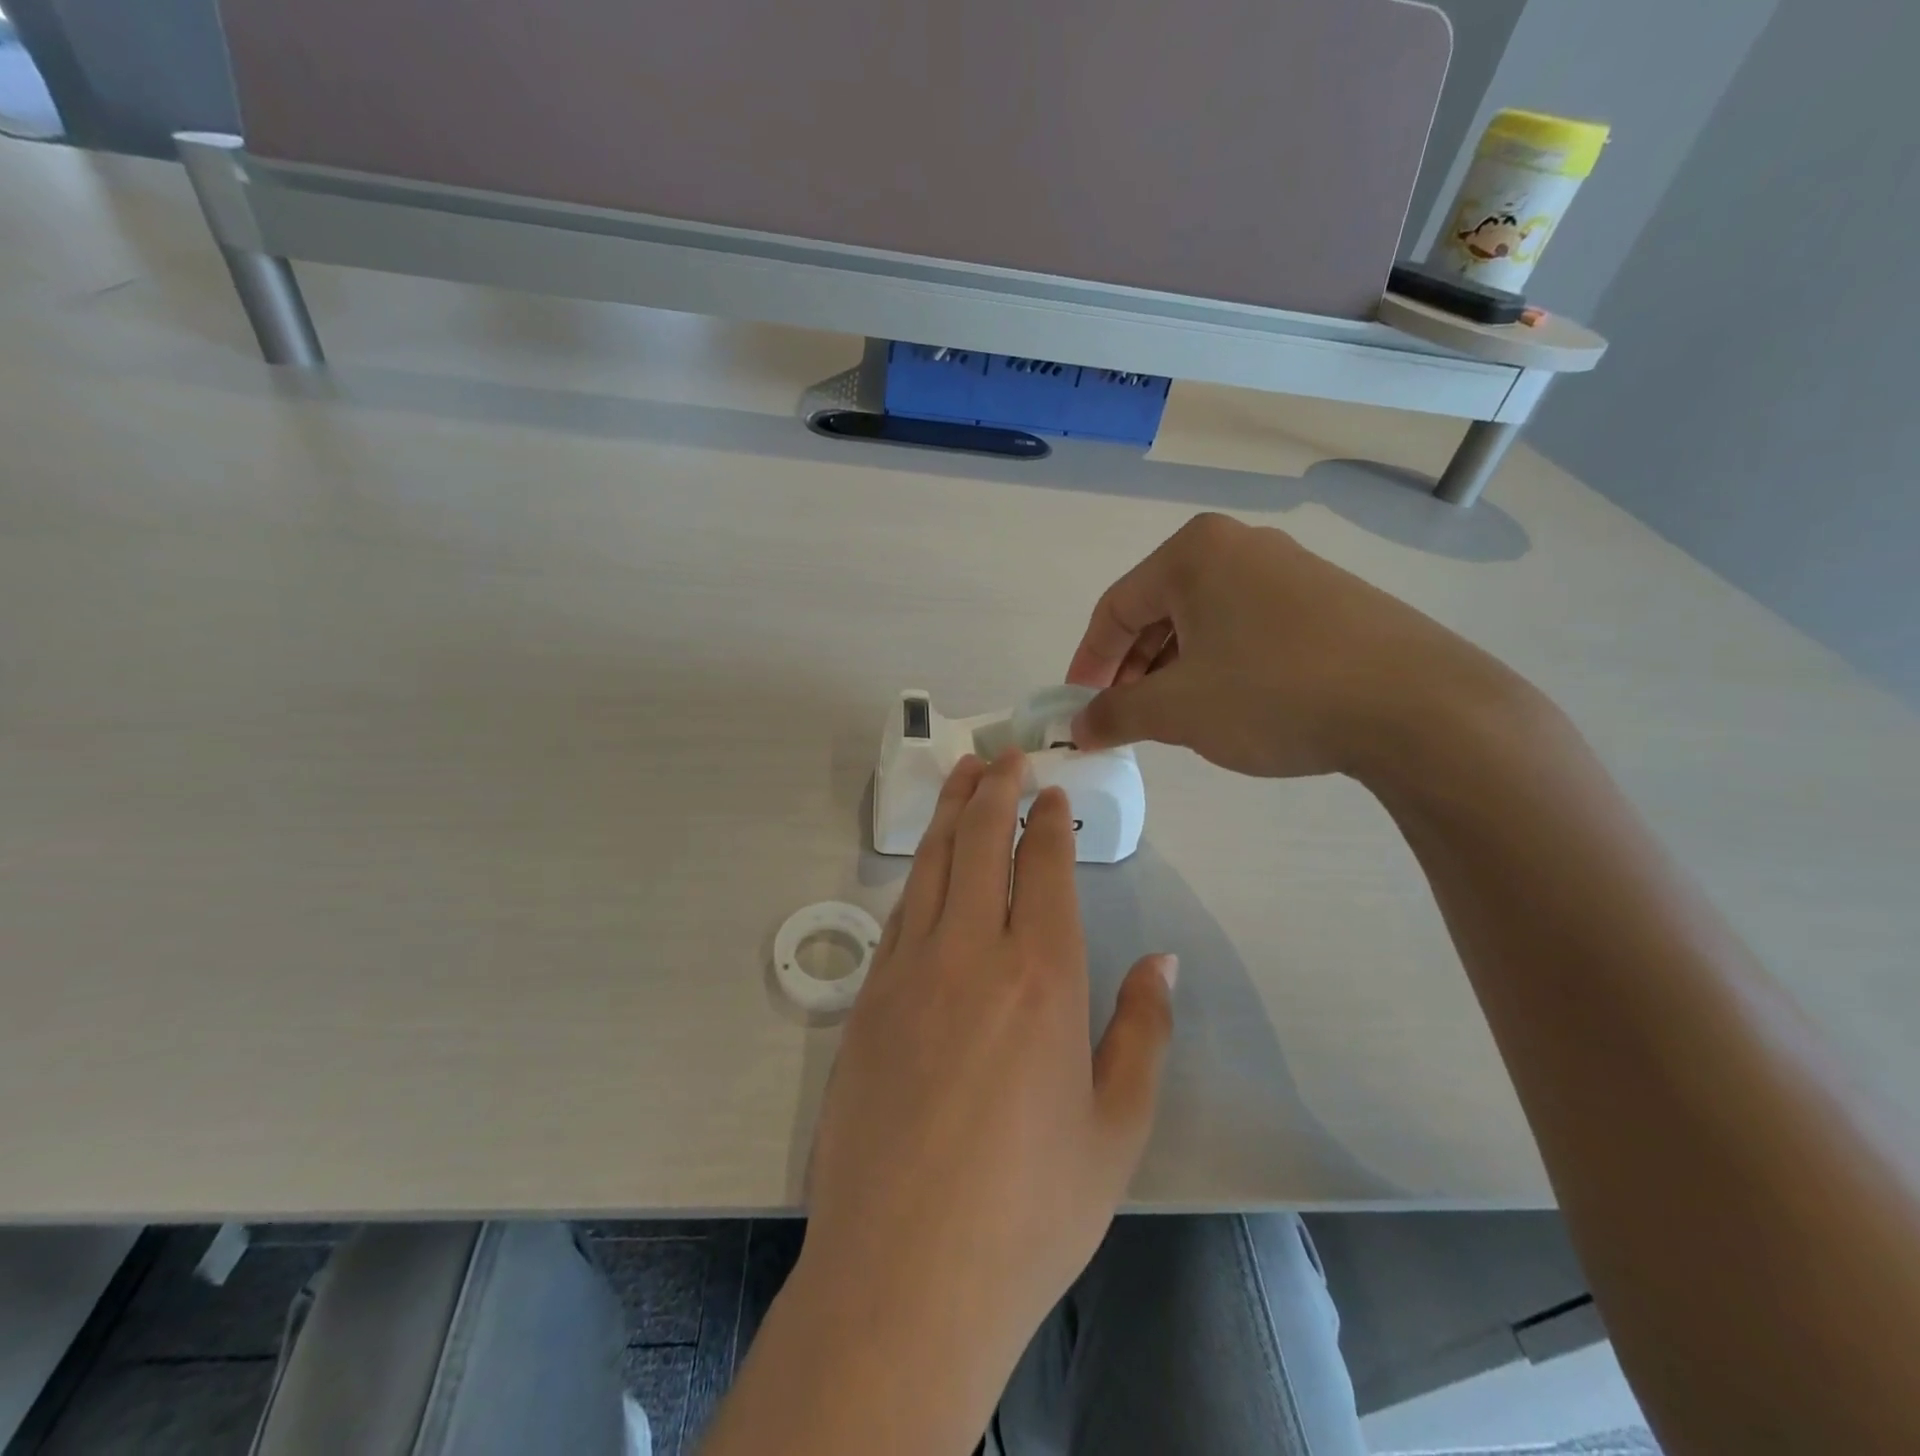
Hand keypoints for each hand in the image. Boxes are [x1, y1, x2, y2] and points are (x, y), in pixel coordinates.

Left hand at [794, 752, 1175, 1434]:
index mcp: (1042, 978)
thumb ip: (1143, 1031)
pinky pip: (900, 915)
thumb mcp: (1116, 1129)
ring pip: (933, 868)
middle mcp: (970, 955)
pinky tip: (929, 867)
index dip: (1048, 820)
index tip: (1051, 790)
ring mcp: (909, 973)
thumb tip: (1162, 962)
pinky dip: (920, 875)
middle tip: (1003, 754)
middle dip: (993, 791)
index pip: (1043, 868)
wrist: (905, 1274)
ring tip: (962, 776)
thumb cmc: (1030, 1209)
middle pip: (980, 846)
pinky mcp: (867, 1002)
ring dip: (951, 815)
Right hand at [1065, 512, 1523, 779]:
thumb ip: (1115, 714)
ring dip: (1174, 669)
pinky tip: (1229, 704)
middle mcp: (1241, 546)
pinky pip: (1248, 627)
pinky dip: (1220, 665)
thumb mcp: (1177, 710)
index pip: (1115, 608)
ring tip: (1172, 717)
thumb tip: (1079, 726)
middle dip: (1133, 668)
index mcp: (1194, 554)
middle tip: (1124, 717)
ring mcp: (1291, 569)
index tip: (1078, 707)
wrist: (1417, 707)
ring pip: (1205, 620)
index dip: (1088, 662)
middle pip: (1159, 610)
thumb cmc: (1273, 694)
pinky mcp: (1329, 599)